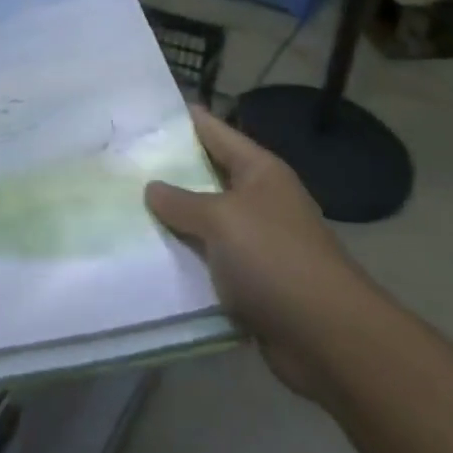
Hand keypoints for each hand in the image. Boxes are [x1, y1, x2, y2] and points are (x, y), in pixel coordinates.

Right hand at [146, 106, 371, 398]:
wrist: (329, 339)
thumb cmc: (275, 258)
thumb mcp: (221, 219)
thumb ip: (182, 202)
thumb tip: (152, 188)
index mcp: (259, 170)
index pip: (214, 131)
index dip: (182, 119)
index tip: (144, 112)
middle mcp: (260, 199)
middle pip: (208, 176)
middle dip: (170, 173)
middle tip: (124, 163)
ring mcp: (259, 242)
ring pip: (207, 223)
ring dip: (176, 223)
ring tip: (127, 210)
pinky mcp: (255, 283)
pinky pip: (213, 263)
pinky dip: (189, 263)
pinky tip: (153, 260)